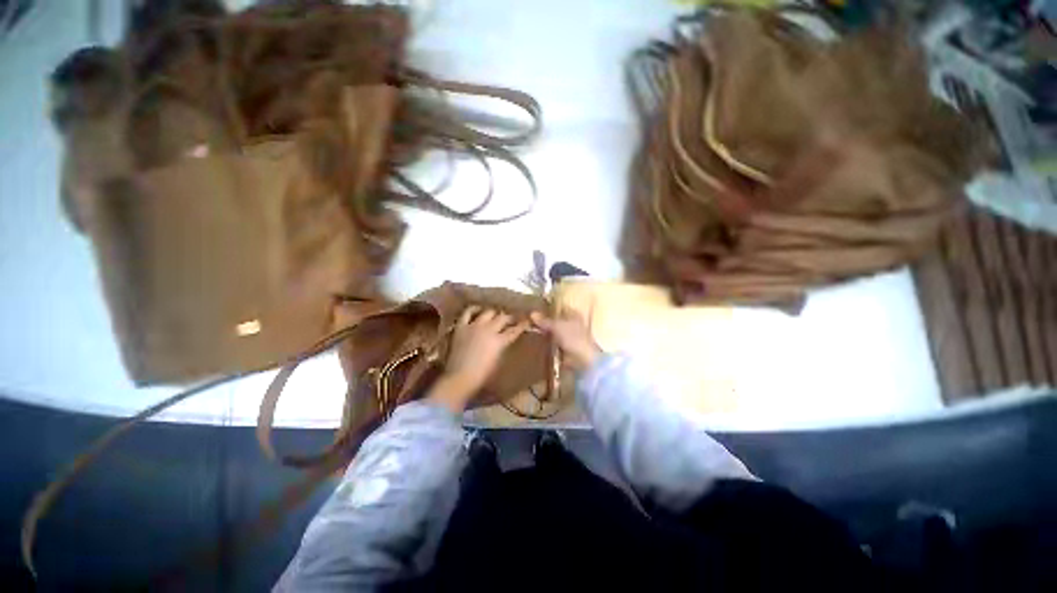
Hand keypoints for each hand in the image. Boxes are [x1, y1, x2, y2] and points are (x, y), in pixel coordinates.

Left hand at [428, 307, 528, 412]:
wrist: (460, 378)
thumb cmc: (482, 376)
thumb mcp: (498, 361)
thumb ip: (503, 347)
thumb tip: (505, 340)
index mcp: (500, 341)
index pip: (515, 330)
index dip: (522, 325)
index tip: (527, 321)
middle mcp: (489, 329)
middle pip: (503, 318)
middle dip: (510, 318)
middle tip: (512, 319)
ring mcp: (474, 326)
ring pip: (488, 312)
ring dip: (494, 313)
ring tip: (496, 315)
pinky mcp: (461, 326)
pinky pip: (468, 312)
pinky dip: (474, 309)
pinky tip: (478, 310)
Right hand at [530, 310, 601, 371]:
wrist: (583, 361)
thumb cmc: (573, 338)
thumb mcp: (557, 326)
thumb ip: (545, 320)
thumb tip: (532, 313)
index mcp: (573, 315)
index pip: (559, 308)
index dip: (548, 308)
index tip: (534, 309)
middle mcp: (572, 324)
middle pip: (555, 320)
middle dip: (544, 322)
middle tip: (528, 321)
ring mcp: (569, 337)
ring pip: (553, 332)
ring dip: (544, 333)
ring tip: (529, 331)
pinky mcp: (565, 349)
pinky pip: (553, 343)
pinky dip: (546, 343)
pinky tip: (535, 342)